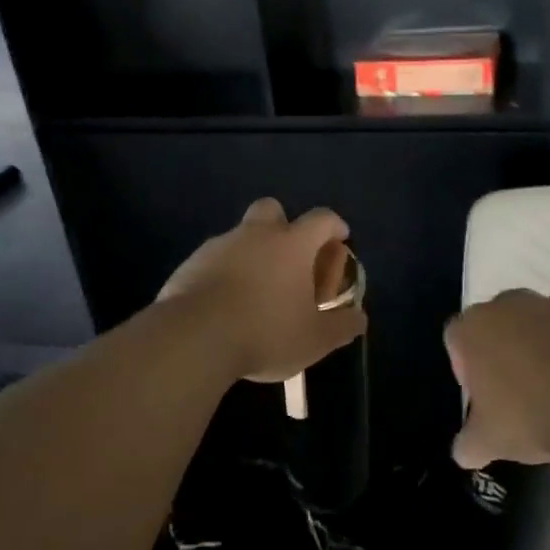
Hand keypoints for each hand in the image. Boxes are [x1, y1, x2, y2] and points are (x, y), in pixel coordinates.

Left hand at [158, 199, 366, 383]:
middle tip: (290, 258)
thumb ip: (341, 326)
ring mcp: (219, 246)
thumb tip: (359, 318)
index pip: (321, 219)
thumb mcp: (315, 339)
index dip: (334, 226)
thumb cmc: (266, 333)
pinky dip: (224, 273)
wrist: (194, 338)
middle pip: (272, 209)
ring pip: (240, 236)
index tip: (340, 239)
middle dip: (284, 226)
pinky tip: (225, 304)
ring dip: (251, 253)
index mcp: (292, 244)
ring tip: (256, 292)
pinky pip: (214, 260)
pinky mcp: (190, 264)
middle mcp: (255, 235)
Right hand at [446, 290, 549, 468]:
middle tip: (512, 393)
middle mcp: (508, 305)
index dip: (465, 369)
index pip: (455, 340)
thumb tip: (464, 453)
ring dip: (536, 352)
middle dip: (500, 355)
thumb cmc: (526, 413)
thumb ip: (468, 444)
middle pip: (496, 328)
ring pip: (533, 329)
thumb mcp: (487, 441)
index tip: (481, 398)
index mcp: (472, 327)